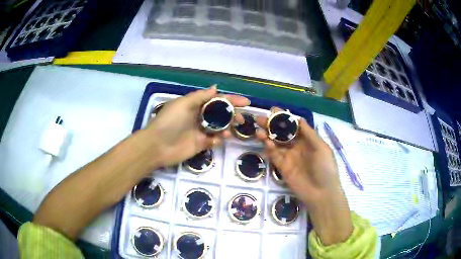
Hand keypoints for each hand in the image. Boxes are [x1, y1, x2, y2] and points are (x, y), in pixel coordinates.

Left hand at [143, 85, 249, 167]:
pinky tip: (219, 139)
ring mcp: (200, 131)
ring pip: (219, 127)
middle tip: (241, 119)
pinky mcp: (200, 144)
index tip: (246, 102)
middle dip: (233, 114)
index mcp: (195, 105)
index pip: (217, 100)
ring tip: (232, 130)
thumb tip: (216, 88)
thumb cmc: (170, 121)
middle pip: (220, 113)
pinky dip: (219, 139)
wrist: (157, 146)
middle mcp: (199, 116)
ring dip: (228, 127)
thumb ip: (200, 96)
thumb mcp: (184, 103)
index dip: (232, 100)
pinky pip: (213, 140)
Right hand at [256, 108, 352, 244]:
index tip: (274, 110)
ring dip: (267, 135)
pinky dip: (269, 148)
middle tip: (260, 118)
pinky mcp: (282, 167)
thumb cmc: (325, 168)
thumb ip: (309, 133)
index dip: (284, 117)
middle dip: (272, 125)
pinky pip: (274, 155)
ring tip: (258, 129)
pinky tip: (265, 141)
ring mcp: (289, 157)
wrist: (321, 193)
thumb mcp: (321, 148)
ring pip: (276, 143)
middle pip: (282, 133)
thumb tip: (298, 118)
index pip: (294, 125)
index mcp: (308, 140)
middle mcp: (297, 146)